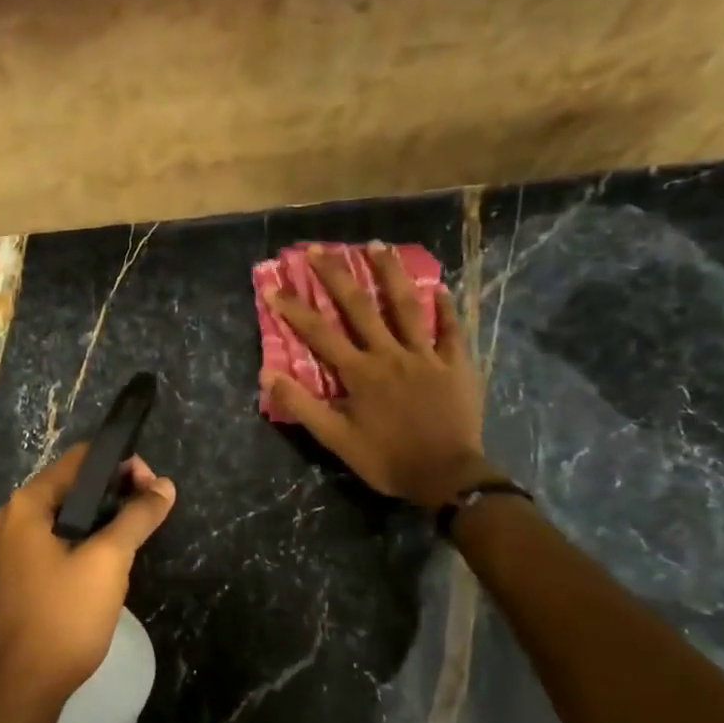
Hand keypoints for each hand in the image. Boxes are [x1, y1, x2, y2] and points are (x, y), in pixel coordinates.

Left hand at [0, 445, 175, 703]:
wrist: (27, 685)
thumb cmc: (65, 615)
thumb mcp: (108, 560)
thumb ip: (137, 517)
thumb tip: (165, 485)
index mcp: (28, 504)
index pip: (80, 459)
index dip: (121, 464)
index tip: (154, 488)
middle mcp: (14, 517)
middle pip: (73, 484)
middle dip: (116, 490)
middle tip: (151, 510)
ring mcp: (14, 546)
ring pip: (68, 513)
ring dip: (104, 515)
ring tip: (138, 532)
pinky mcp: (22, 572)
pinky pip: (59, 538)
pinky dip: (87, 537)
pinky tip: (111, 555)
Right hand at [263, 242, 488, 506]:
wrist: (447, 476)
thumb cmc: (387, 460)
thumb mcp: (336, 440)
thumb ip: (303, 405)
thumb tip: (268, 374)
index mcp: (359, 373)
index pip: (319, 334)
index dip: (293, 308)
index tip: (272, 285)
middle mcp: (390, 354)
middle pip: (360, 307)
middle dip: (336, 276)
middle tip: (320, 248)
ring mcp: (425, 355)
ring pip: (406, 306)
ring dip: (390, 273)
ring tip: (377, 245)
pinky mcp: (455, 364)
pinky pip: (450, 329)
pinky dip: (445, 307)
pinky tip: (439, 286)